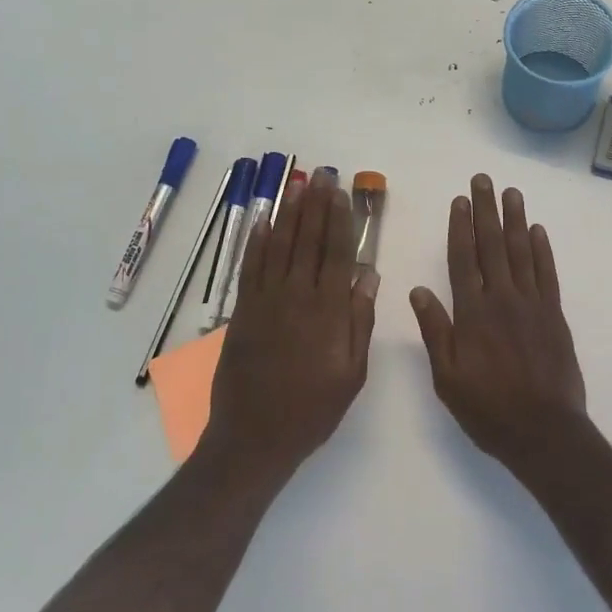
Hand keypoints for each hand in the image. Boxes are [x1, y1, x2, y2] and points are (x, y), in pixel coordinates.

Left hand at [205, 171, 377, 474]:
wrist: (254, 437)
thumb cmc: (312, 409)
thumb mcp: (351, 373)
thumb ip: (360, 321)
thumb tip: (369, 274)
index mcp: (329, 311)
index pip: (337, 253)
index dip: (340, 219)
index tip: (341, 193)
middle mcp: (297, 296)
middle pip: (308, 241)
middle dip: (316, 205)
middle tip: (321, 175)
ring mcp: (266, 301)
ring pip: (280, 247)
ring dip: (288, 214)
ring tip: (296, 185)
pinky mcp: (242, 311)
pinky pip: (250, 268)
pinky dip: (256, 242)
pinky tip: (263, 221)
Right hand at [410, 175, 587, 470]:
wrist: (545, 432)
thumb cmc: (488, 409)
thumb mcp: (447, 378)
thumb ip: (435, 331)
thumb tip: (418, 289)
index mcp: (472, 313)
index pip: (463, 259)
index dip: (460, 228)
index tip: (459, 200)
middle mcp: (501, 299)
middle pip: (492, 245)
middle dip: (486, 210)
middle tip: (483, 180)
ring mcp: (532, 304)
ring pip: (521, 252)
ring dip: (515, 220)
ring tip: (510, 193)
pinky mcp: (555, 315)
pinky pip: (548, 274)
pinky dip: (543, 250)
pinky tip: (538, 230)